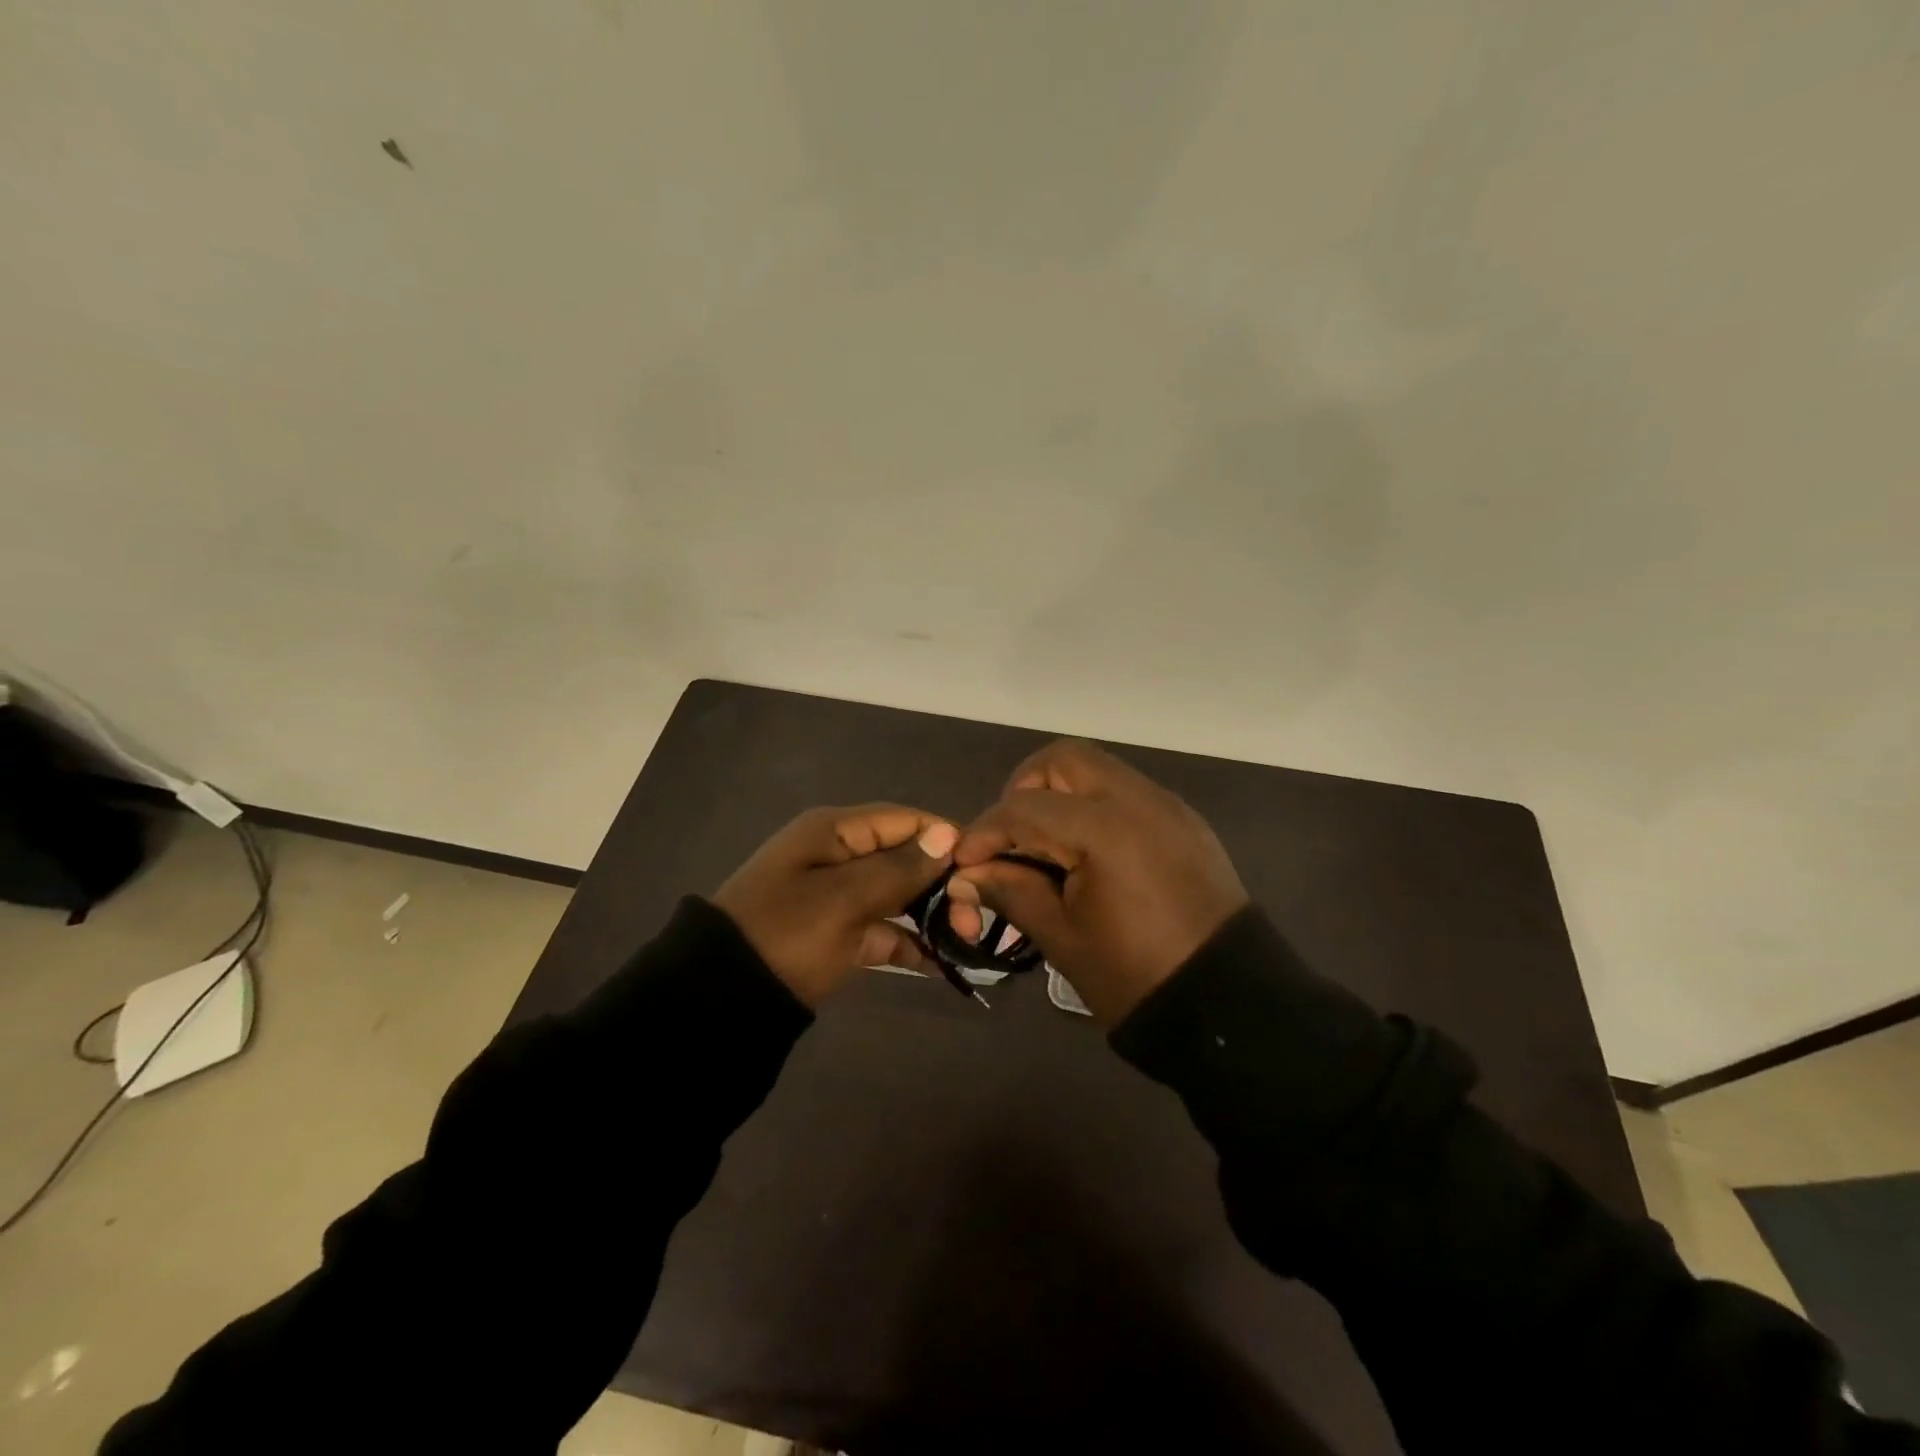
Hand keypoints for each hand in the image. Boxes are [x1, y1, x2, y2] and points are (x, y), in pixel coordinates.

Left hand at [714, 804, 959, 1006]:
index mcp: (835, 831)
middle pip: (905, 857)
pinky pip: (882, 929)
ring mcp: (838, 896)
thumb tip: (948, 833)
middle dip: (943, 883)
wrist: (722, 999)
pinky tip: (940, 963)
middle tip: (972, 920)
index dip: (945, 838)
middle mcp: (838, 855)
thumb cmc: (787, 933)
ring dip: (932, 913)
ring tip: (966, 940)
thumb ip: (900, 867)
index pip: (904, 820)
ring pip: (897, 894)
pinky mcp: (837, 933)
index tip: (983, 868)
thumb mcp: (845, 898)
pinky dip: (908, 942)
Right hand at [947, 741, 1247, 1023]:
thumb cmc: (1135, 977)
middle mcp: (1137, 800)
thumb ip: (1011, 891)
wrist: (1229, 1005)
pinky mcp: (1183, 820)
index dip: (983, 833)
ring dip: (1060, 793)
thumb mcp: (1062, 938)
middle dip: (1024, 790)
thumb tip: (967, 873)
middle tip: (1011, 837)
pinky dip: (1094, 806)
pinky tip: (1088, 852)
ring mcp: (1166, 805)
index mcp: (1104, 831)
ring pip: (1097, 769)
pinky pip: (1126, 790)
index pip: (1023, 809)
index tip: (964, 862)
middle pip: (1062, 760)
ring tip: (1046, 844)